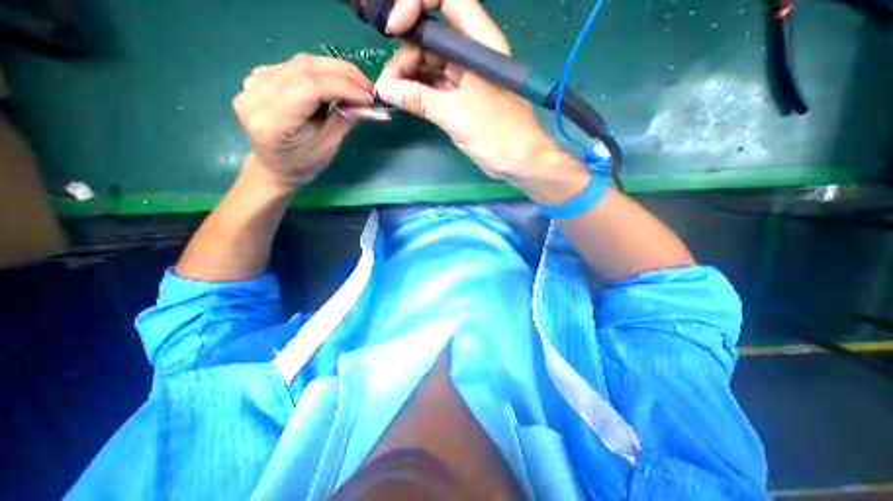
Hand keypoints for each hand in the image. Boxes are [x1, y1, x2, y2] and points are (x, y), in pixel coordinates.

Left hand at [231, 53, 374, 186]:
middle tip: (368, 87)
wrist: (274, 166)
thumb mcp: (328, 147)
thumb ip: (344, 121)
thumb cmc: (302, 164)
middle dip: (343, 74)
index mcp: (272, 121)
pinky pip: (296, 66)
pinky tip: (337, 83)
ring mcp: (253, 81)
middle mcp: (256, 95)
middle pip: (305, 69)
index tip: (369, 98)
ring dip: (335, 71)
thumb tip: (366, 103)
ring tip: (358, 85)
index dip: (343, 87)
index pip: (310, 87)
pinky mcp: (259, 76)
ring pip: (301, 63)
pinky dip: (322, 72)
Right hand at [376, 1, 563, 184]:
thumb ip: (421, 100)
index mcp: (480, 44)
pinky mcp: (462, 99)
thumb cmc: (497, 134)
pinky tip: (404, 101)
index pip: (446, 1)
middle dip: (405, 55)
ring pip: (430, 65)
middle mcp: (472, 55)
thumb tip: (387, 90)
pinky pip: (435, 87)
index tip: (393, 29)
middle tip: (387, 84)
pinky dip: (418, 92)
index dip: (416, 4)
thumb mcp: (456, 114)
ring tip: (391, 95)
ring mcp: (466, 78)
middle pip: (431, 38)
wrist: (518, 162)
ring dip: (408, 77)